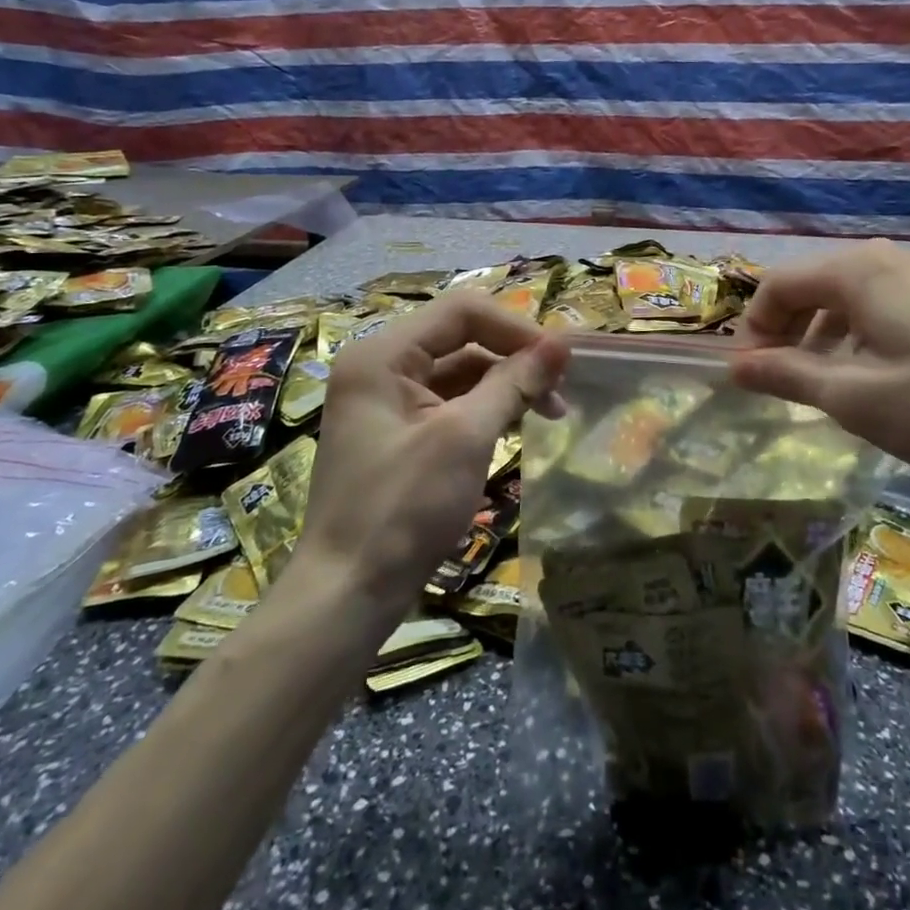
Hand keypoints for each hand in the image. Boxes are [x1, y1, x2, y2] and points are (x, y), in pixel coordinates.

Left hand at [290, 292, 567, 618]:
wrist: (347, 596)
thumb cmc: (403, 508)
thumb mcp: (465, 437)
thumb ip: (514, 382)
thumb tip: (563, 343)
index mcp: (383, 355)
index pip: (462, 313)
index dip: (516, 328)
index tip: (561, 360)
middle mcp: (381, 367)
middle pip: (461, 338)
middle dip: (514, 358)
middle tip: (562, 390)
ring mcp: (387, 401)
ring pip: (460, 372)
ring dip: (506, 384)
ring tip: (551, 411)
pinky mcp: (398, 432)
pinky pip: (450, 402)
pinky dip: (486, 408)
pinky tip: (517, 425)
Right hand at [728, 240, 909, 493]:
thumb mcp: (855, 398)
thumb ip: (789, 375)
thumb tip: (735, 366)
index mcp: (856, 271)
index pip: (777, 285)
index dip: (754, 329)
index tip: (749, 377)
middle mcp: (885, 258)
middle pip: (811, 285)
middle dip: (786, 331)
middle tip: (779, 382)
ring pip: (846, 297)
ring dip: (821, 336)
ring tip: (823, 385)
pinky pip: (881, 306)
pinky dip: (857, 336)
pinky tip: (873, 377)